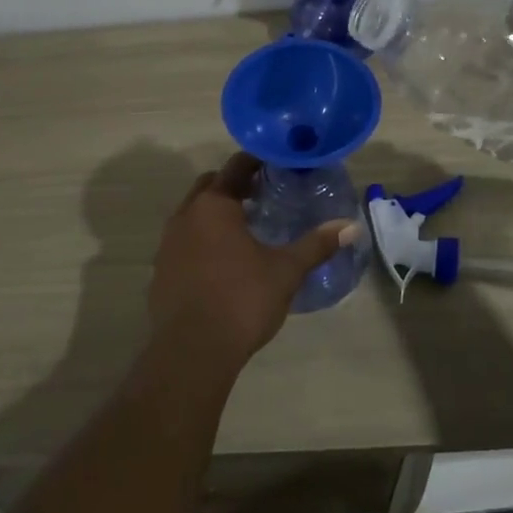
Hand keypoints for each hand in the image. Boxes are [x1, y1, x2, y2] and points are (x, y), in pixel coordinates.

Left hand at [150, 154, 355, 372]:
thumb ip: (316, 244)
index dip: (256, 161)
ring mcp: (168, 243)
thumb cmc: (242, 300)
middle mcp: (185, 216)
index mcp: (214, 205)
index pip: (236, 167)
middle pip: (210, 185)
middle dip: (234, 185)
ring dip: (216, 212)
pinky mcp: (161, 270)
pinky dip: (202, 238)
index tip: (277, 163)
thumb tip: (351, 226)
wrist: (192, 351)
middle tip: (263, 193)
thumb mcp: (286, 271)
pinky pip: (184, 240)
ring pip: (193, 213)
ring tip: (245, 227)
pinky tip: (223, 261)